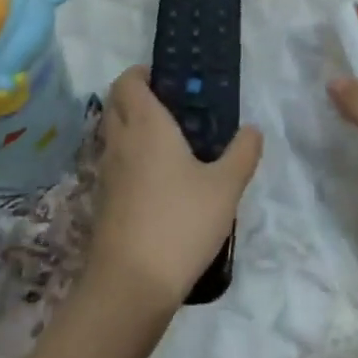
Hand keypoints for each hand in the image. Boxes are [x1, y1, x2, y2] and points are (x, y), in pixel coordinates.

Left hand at [86, 67, 261, 308]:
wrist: (131, 284)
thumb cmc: (181, 222)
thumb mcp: (225, 187)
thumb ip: (242, 153)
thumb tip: (253, 129)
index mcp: (146, 125)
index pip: (129, 81)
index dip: (143, 73)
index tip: (169, 79)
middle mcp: (120, 141)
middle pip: (116, 103)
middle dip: (138, 96)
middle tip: (175, 106)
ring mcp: (107, 172)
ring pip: (114, 134)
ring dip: (134, 127)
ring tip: (173, 142)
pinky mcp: (104, 201)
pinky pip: (115, 162)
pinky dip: (131, 157)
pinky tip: (161, 179)